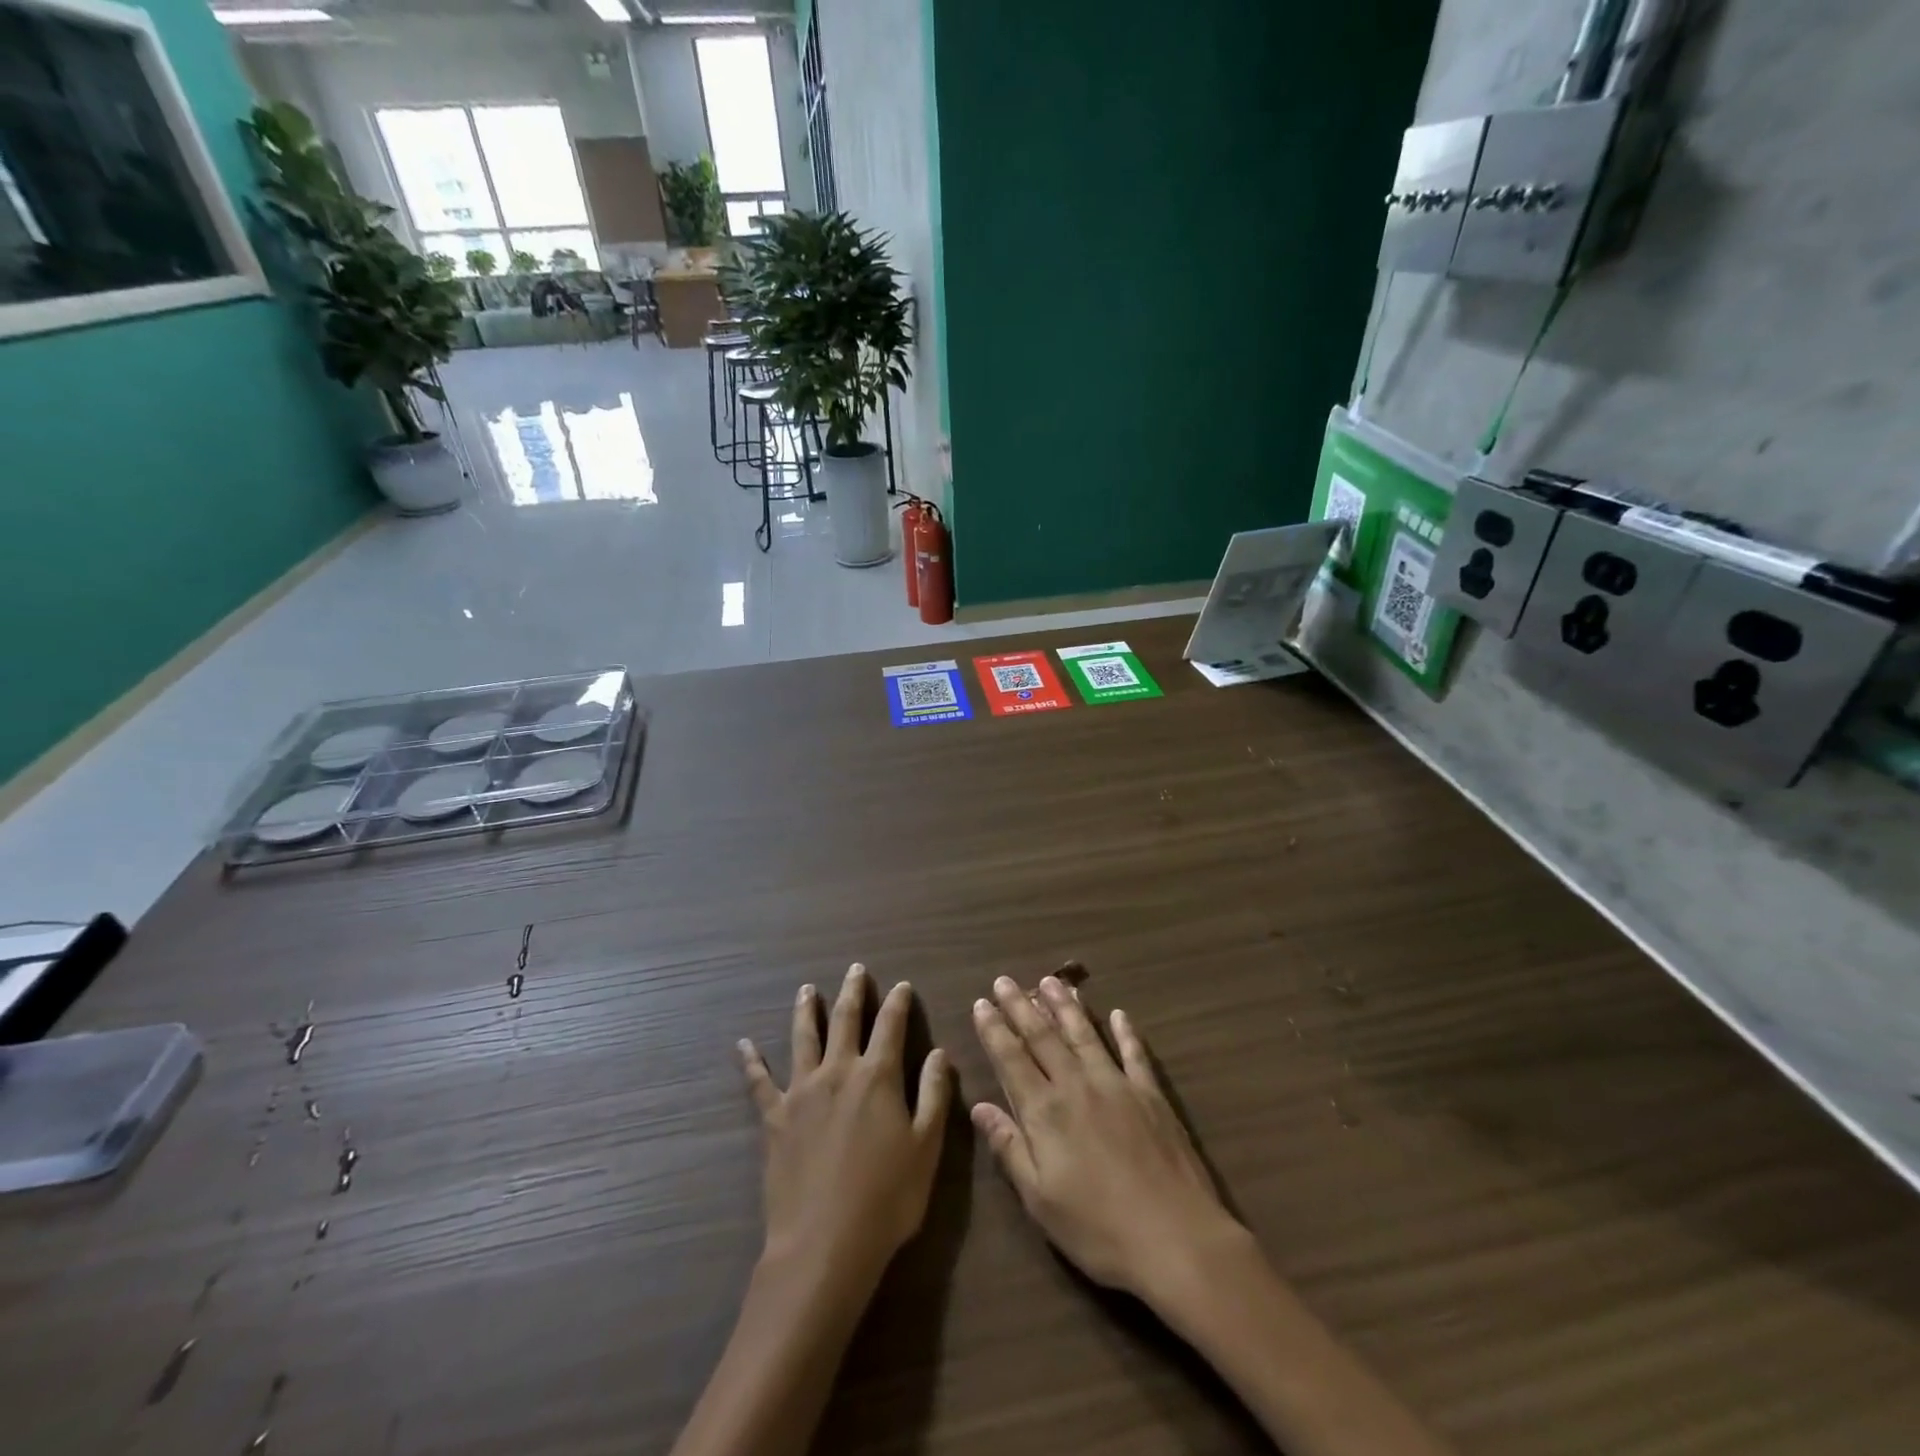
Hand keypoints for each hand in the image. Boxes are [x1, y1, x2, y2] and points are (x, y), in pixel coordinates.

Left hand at [738, 965, 951, 1295]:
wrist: (824, 1244)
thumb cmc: (887, 1198)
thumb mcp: (926, 1147)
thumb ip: (933, 1094)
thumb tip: (938, 1052)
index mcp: (877, 1076)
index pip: (890, 1025)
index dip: (897, 1002)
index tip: (900, 985)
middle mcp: (838, 1071)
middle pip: (845, 1020)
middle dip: (852, 992)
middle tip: (855, 969)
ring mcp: (801, 1092)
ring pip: (803, 1038)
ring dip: (806, 1010)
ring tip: (806, 989)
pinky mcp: (774, 1118)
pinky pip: (759, 1083)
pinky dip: (751, 1062)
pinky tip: (743, 1045)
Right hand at [971, 975, 1247, 1306]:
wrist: (1176, 1237)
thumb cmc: (1098, 1229)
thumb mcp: (1040, 1199)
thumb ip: (1009, 1147)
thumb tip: (979, 1106)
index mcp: (1045, 1112)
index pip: (1011, 1059)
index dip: (994, 1029)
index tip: (981, 1002)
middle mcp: (1077, 1086)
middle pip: (1043, 1037)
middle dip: (1021, 1006)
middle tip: (1005, 979)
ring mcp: (1117, 1085)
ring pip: (1084, 1034)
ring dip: (1065, 1006)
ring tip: (1051, 981)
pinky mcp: (1151, 1094)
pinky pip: (1134, 1053)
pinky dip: (1125, 1032)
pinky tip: (1119, 1013)